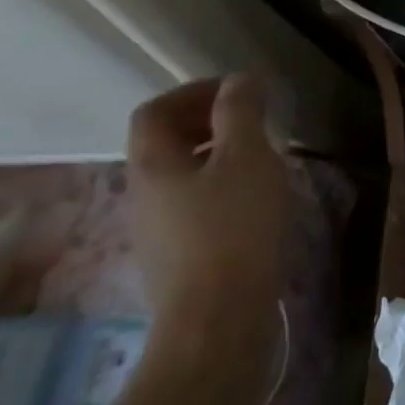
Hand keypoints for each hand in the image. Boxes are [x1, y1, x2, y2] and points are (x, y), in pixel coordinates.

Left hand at [127, 75, 287, 337]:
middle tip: (254, 119)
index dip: (194, 91)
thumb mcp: (246, 156)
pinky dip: (221, 186)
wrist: (218, 323)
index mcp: (151, 165)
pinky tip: (255, 199)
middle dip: (208, 121)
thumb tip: (239, 81)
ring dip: (217, 154)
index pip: (154, 111)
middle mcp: (142, 195)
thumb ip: (241, 111)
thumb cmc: (233, 228)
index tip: (239, 91)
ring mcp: (156, 230)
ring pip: (181, 174)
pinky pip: (193, 203)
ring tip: (262, 156)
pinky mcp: (177, 257)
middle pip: (164, 142)